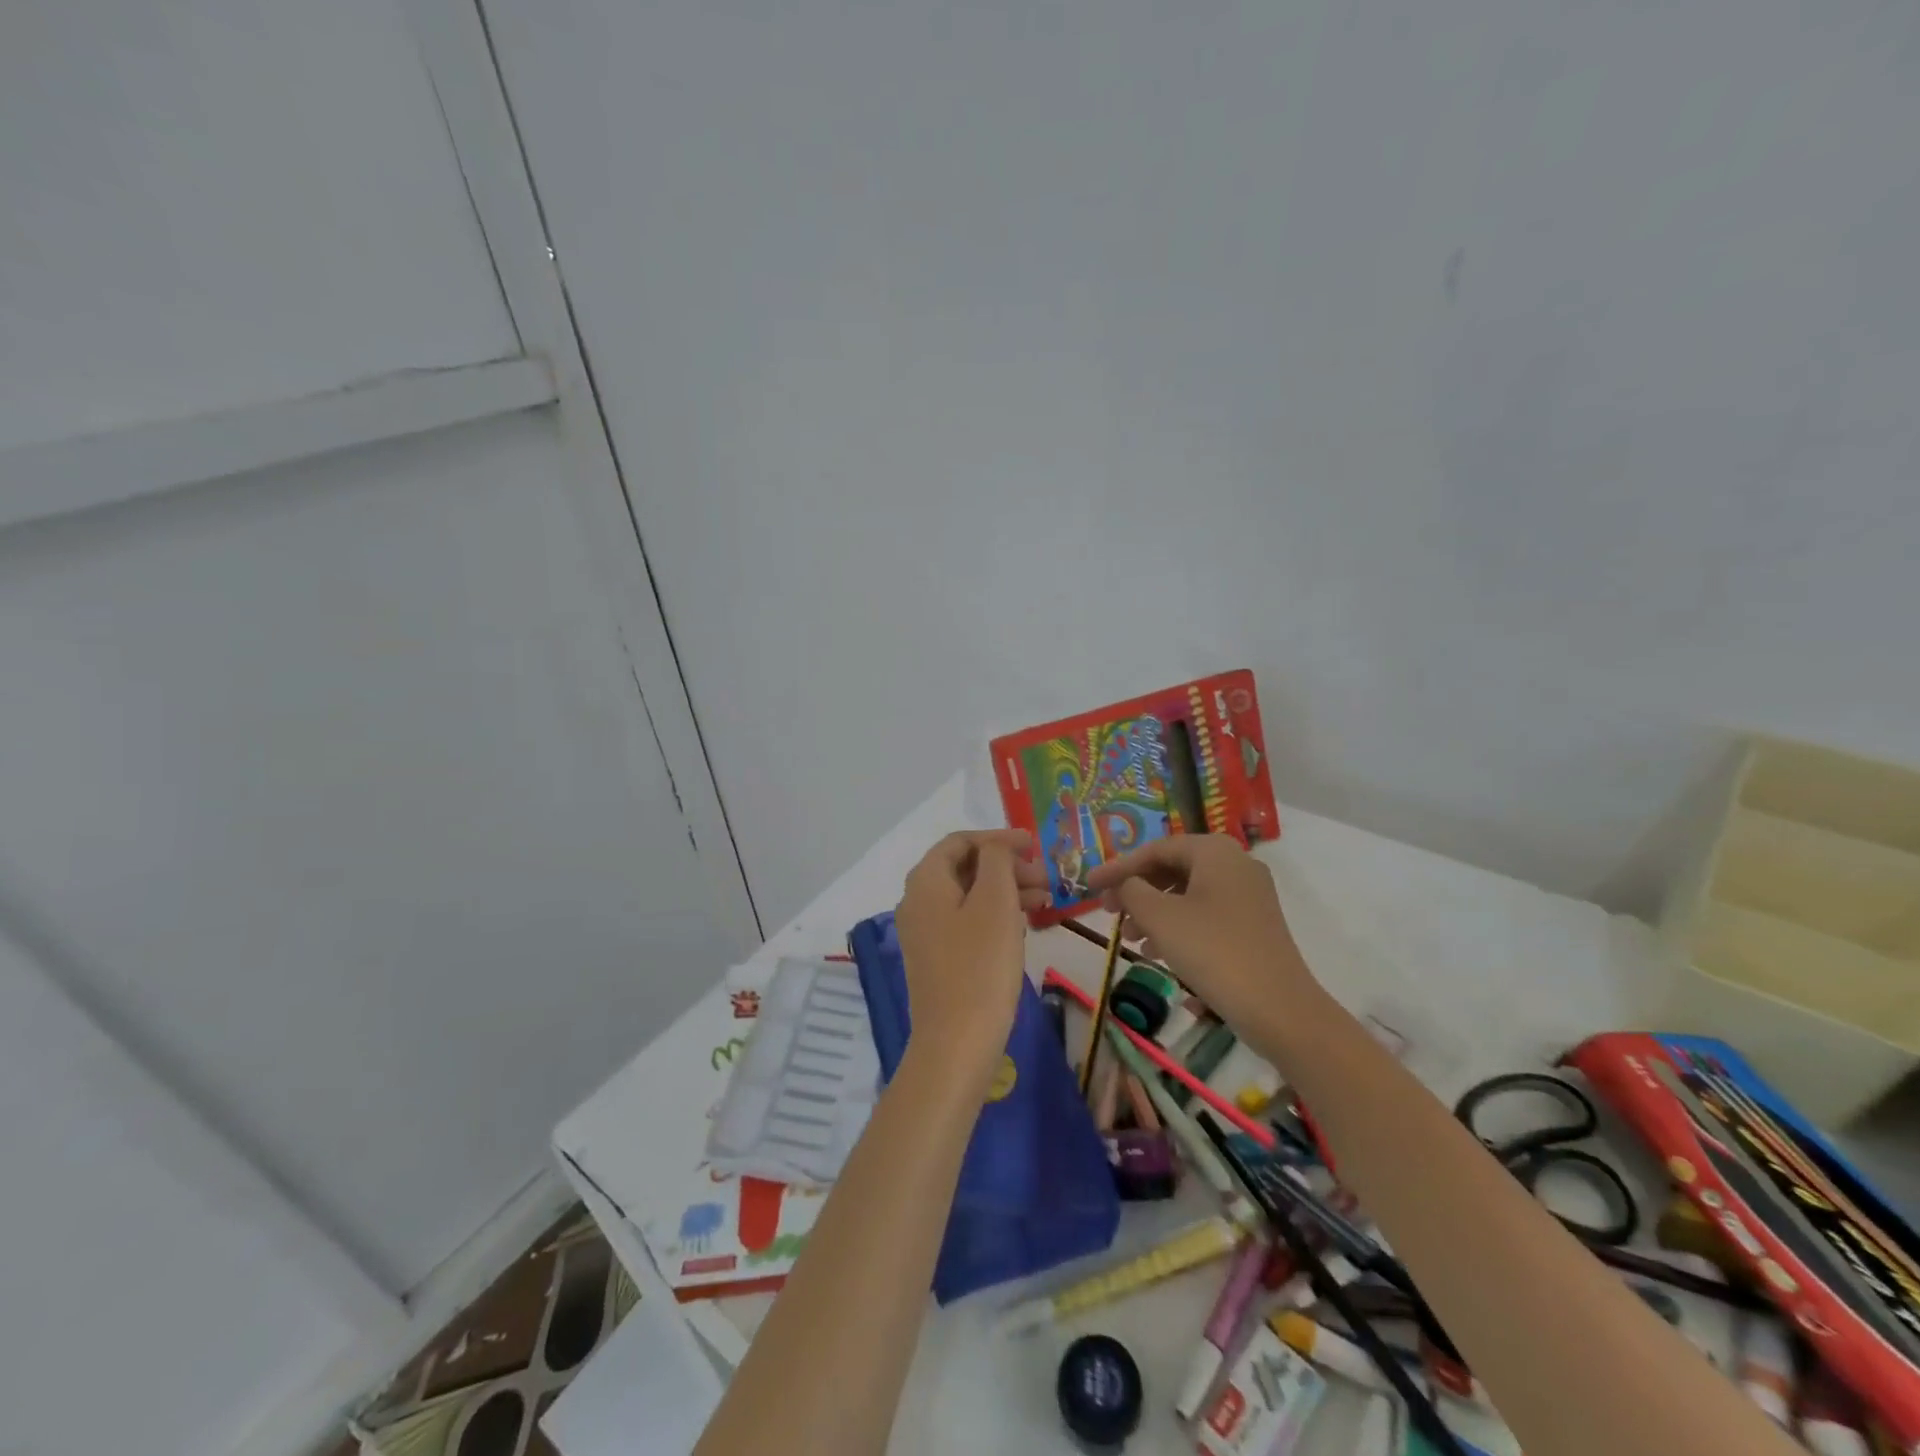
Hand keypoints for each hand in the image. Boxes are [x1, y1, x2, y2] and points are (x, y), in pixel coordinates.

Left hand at [894, 829, 1049, 1087]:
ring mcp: (925, 932)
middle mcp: (917, 901)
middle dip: (1005, 866)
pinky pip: (966, 921)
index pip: (960, 841)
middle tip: (1045, 877)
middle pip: (964, 867)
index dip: (998, 838)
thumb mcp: (995, 902)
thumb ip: (996, 861)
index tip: (1034, 846)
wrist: (956, 1044)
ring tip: (1045, 900)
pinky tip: (1023, 925)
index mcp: (926, 881)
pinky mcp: (937, 958)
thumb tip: (995, 847)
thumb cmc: (980, 965)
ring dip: (1005, 890)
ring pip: (968, 895)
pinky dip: (995, 914)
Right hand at [1086, 836, 1315, 1030]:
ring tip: (1130, 939)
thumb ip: (1131, 890)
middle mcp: (1235, 864)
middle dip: (1136, 891)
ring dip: (1153, 912)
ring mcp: (1249, 895)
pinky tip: (1159, 953)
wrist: (1279, 1009)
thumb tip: (1124, 884)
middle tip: (1108, 912)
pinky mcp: (1254, 925)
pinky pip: (1205, 913)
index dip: (1117, 868)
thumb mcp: (1160, 917)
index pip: (1154, 850)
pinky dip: (1177, 926)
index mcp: (1214, 851)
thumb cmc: (1213, 951)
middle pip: (1172, 868)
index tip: (1088, 886)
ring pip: (1187, 893)